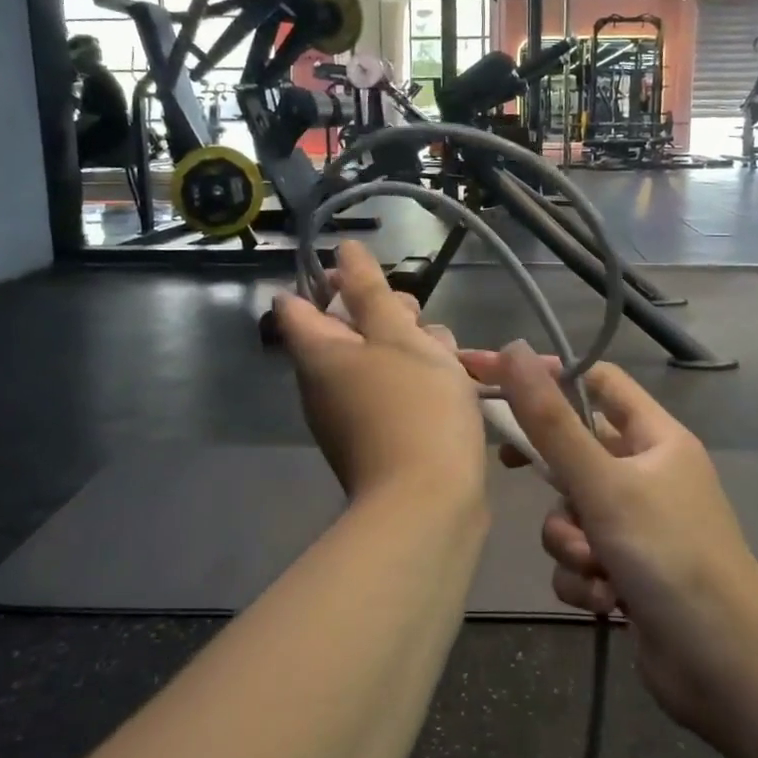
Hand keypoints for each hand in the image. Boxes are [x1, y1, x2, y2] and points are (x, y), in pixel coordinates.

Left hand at [274, 241, 486, 510]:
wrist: (429, 506)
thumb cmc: (415, 407)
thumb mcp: (397, 336)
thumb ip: (369, 290)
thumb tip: (341, 251)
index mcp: (318, 354)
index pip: (298, 304)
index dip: (329, 281)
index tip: (370, 279)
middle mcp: (324, 385)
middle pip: (348, 331)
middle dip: (387, 315)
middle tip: (419, 321)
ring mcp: (350, 416)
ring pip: (379, 362)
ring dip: (413, 349)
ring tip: (451, 357)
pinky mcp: (379, 440)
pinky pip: (393, 395)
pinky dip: (419, 383)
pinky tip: (458, 384)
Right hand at [462, 344, 757, 741]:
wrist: (726, 669)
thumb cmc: (669, 556)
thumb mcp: (603, 484)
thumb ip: (551, 421)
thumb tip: (513, 349)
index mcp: (656, 438)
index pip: (598, 382)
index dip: (550, 376)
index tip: (497, 380)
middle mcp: (647, 474)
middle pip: (576, 449)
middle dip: (551, 474)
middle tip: (511, 465)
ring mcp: (638, 525)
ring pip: (571, 511)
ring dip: (570, 541)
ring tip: (594, 565)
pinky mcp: (627, 570)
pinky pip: (580, 556)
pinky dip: (583, 576)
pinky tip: (607, 601)